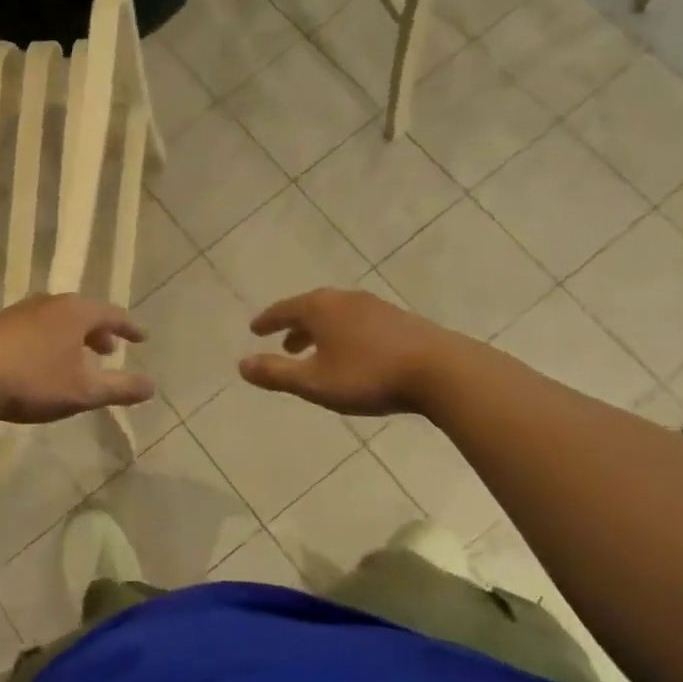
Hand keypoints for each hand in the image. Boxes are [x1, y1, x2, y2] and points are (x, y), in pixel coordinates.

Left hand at [0, 294, 153, 424]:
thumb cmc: (33, 381)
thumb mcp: (83, 391)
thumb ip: (120, 388)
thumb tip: (152, 386)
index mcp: (75, 312)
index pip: (111, 314)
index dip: (129, 327)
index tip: (142, 337)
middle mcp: (48, 303)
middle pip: (82, 313)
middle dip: (98, 332)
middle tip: (109, 350)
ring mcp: (18, 311)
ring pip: (55, 320)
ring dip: (71, 337)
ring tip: (75, 358)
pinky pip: (33, 327)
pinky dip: (47, 340)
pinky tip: (39, 362)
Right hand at [239, 288, 451, 415]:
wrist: (441, 370)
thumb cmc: (369, 376)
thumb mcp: (315, 382)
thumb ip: (276, 374)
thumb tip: (241, 365)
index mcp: (320, 308)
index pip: (284, 310)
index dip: (267, 321)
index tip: (254, 329)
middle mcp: (344, 299)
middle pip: (310, 309)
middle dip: (294, 327)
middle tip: (283, 345)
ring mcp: (375, 306)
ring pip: (336, 316)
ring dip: (320, 332)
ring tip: (316, 353)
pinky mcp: (399, 319)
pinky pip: (358, 322)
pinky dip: (344, 334)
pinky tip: (353, 354)